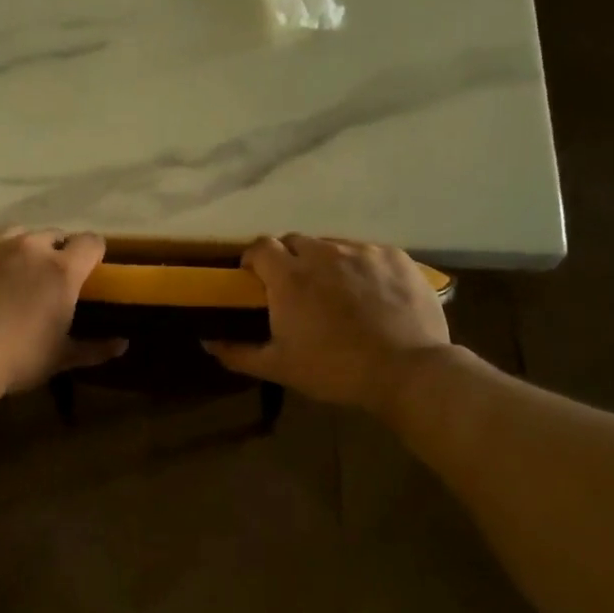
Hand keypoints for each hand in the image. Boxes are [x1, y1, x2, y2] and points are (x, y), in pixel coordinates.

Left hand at [0, 229, 125, 395]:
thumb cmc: (17, 359)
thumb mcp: (60, 358)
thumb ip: (95, 348)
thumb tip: (123, 345)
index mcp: (62, 270)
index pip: (91, 242)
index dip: (91, 253)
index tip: (86, 270)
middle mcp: (30, 245)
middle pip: (53, 235)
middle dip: (53, 253)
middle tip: (42, 280)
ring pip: (15, 234)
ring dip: (18, 249)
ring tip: (6, 276)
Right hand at [205, 235, 450, 411]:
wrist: (407, 371)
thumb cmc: (334, 369)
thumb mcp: (279, 367)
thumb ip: (238, 353)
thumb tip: (206, 342)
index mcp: (289, 276)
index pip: (261, 246)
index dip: (254, 258)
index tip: (256, 278)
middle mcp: (323, 253)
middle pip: (296, 241)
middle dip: (289, 259)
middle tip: (295, 289)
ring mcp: (361, 251)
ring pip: (332, 246)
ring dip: (325, 262)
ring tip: (336, 292)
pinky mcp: (394, 256)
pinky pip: (367, 252)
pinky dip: (360, 267)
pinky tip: (370, 293)